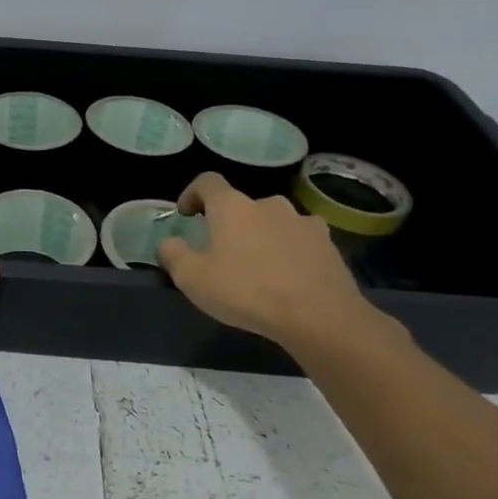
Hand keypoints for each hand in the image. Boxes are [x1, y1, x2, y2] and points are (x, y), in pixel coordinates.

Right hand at [157, 172, 379, 350]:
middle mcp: (268, 204)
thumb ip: (172, 254)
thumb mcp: (192, 278)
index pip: (207, 182)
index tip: (186, 215)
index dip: (192, 193)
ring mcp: (303, 222)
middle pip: (242, 205)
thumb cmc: (246, 291)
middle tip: (222, 253)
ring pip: (273, 222)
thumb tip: (169, 243)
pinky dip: (290, 251)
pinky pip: (300, 240)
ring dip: (261, 236)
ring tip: (258, 267)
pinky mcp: (328, 244)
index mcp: (232, 206)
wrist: (319, 317)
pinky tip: (288, 277)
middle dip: (229, 223)